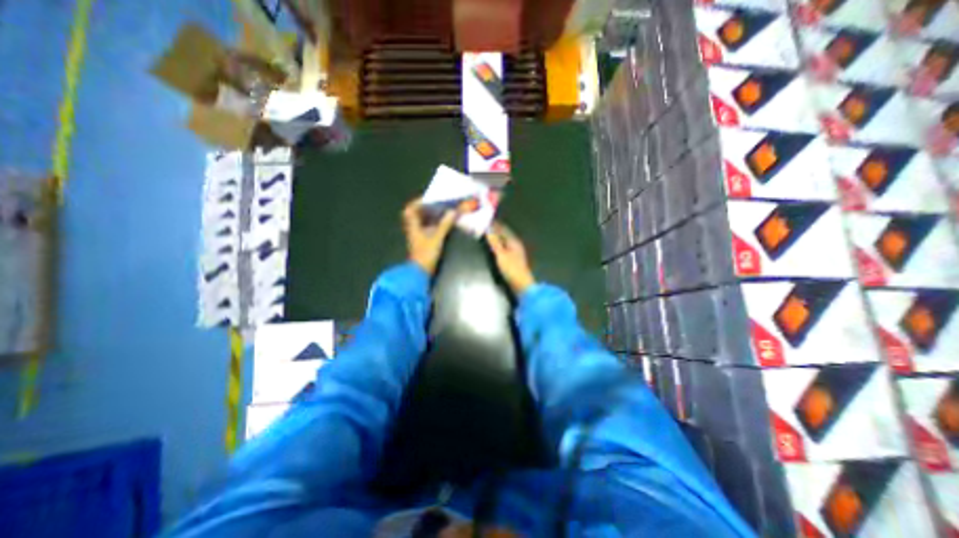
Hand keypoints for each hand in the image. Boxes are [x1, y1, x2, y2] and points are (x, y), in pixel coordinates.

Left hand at [403, 198, 454, 274]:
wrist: (420, 272)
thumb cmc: (426, 254)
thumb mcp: (437, 238)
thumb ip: (444, 225)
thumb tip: (452, 212)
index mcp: (413, 226)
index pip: (410, 210)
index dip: (417, 203)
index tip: (429, 199)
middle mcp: (413, 229)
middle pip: (416, 215)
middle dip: (426, 209)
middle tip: (438, 205)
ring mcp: (417, 237)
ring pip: (422, 222)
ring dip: (431, 217)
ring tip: (443, 212)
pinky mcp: (422, 243)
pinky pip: (427, 229)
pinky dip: (433, 225)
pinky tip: (442, 224)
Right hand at [485, 222, 536, 298]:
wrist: (522, 285)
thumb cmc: (512, 269)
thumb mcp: (501, 255)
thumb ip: (495, 242)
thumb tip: (488, 230)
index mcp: (513, 241)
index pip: (503, 229)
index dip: (494, 224)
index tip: (485, 220)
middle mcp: (515, 244)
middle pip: (504, 234)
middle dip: (495, 230)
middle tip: (484, 227)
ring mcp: (515, 252)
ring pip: (504, 241)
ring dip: (496, 237)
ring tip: (487, 235)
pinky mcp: (513, 259)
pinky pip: (504, 247)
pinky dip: (498, 245)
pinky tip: (493, 247)